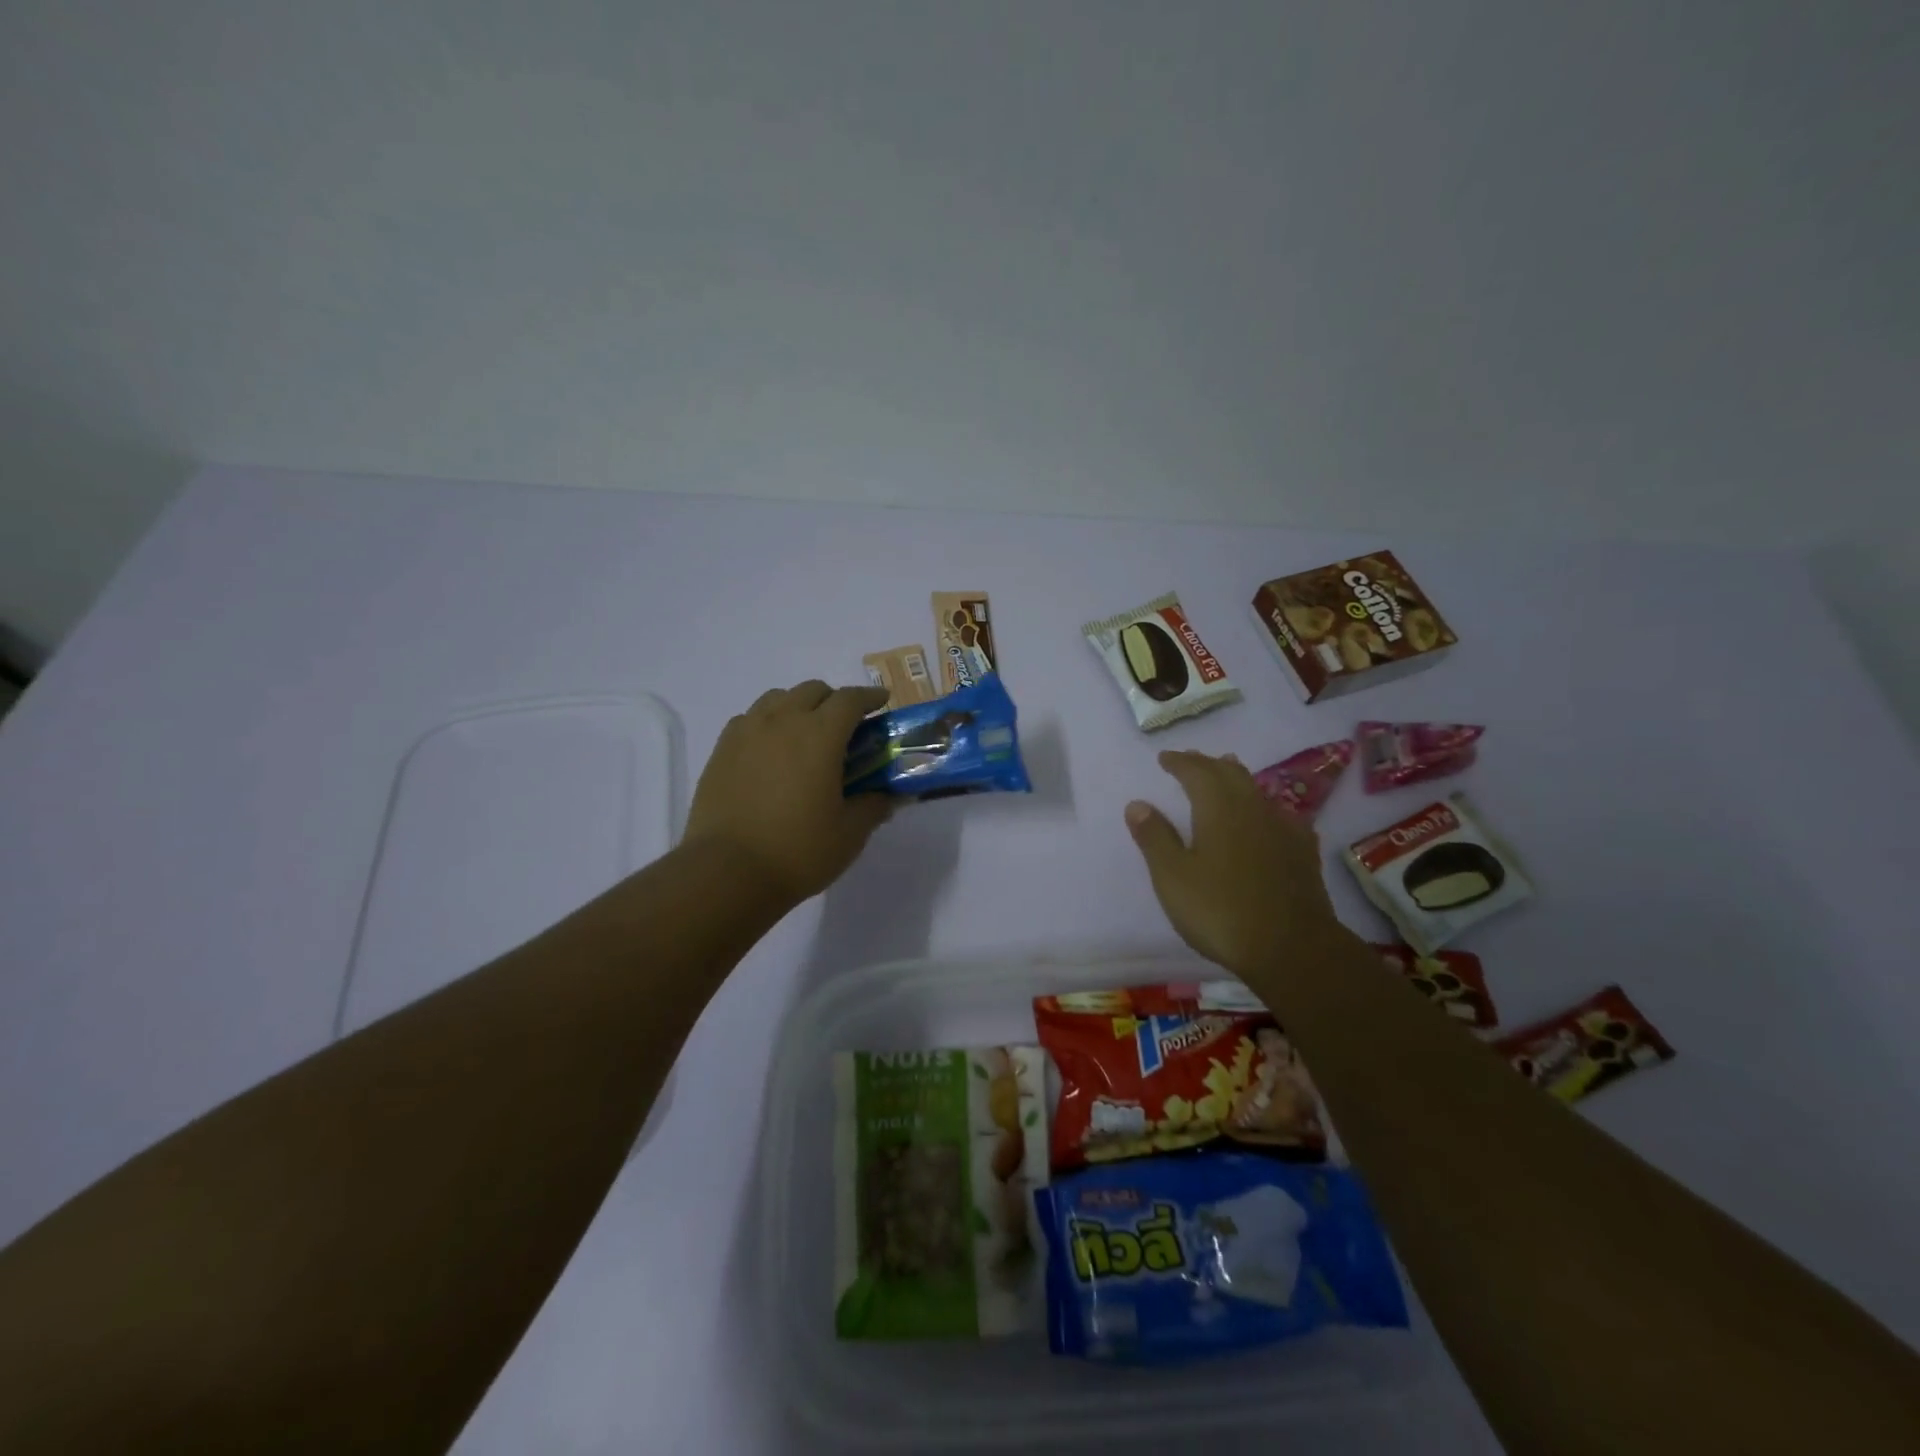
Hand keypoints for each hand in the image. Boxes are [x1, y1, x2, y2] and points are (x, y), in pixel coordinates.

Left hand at [683, 681, 893, 905]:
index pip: (849, 700)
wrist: (726, 872)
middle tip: (845, 727)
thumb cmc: (798, 851)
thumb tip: (887, 796)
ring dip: (799, 706)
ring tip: (806, 734)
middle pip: (813, 690)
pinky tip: (771, 749)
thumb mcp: (849, 834)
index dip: (869, 697)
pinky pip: (750, 719)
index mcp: (820, 735)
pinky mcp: (721, 751)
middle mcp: (782, 722)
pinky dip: (768, 722)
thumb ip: (873, 807)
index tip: (881, 702)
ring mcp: (747, 733)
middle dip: (834, 700)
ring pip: (777, 698)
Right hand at [1125, 750, 1344, 976]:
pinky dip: (1264, 807)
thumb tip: (1137, 803)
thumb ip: (1155, 837)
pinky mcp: (1302, 853)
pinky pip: (1281, 816)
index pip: (1197, 772)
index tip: (1164, 758)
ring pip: (1257, 791)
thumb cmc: (1220, 910)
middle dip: (1207, 764)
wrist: (1292, 948)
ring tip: (1226, 772)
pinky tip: (1269, 817)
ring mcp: (1283, 829)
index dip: (1179, 762)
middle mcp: (1253, 808)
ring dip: (1236, 778)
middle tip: (1190, 761)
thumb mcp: (1173, 877)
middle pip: (1230, 773)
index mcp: (1218, 808)